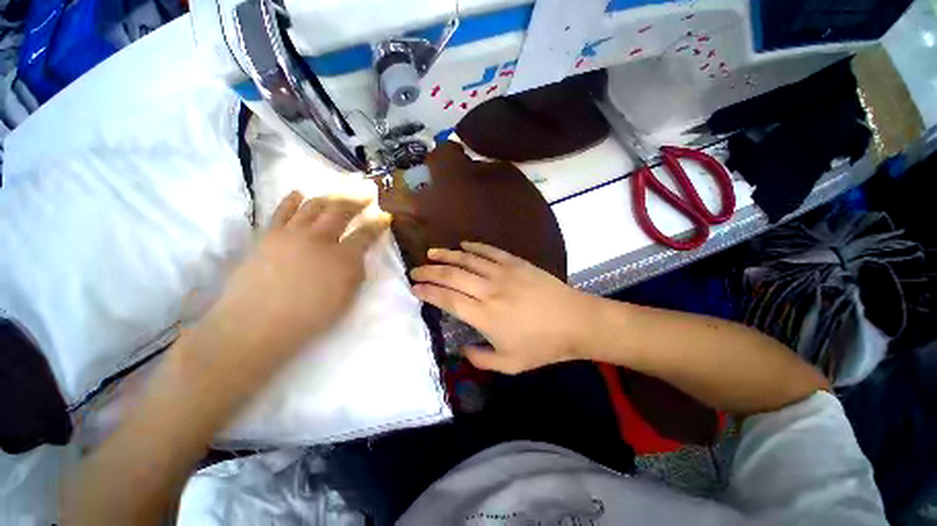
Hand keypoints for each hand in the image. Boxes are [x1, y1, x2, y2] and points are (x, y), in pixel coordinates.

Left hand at [202, 191, 389, 364]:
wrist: (257, 323)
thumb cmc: (309, 317)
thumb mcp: (346, 298)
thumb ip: (355, 273)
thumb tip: (357, 257)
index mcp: (343, 257)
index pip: (366, 234)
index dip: (378, 224)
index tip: (385, 216)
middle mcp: (320, 239)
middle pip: (341, 211)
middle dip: (357, 200)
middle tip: (366, 193)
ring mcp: (292, 234)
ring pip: (314, 206)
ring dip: (329, 197)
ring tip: (338, 193)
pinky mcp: (269, 236)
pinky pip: (282, 211)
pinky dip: (292, 200)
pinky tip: (299, 193)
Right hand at [411, 242, 597, 373]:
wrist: (576, 321)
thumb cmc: (543, 346)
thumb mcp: (510, 365)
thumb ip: (481, 358)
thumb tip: (462, 348)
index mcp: (485, 316)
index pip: (448, 299)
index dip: (429, 292)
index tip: (415, 288)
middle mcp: (489, 291)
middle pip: (452, 276)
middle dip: (430, 271)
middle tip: (416, 269)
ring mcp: (503, 273)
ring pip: (467, 260)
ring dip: (447, 255)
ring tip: (432, 253)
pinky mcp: (516, 263)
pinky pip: (490, 251)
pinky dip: (474, 247)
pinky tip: (463, 245)